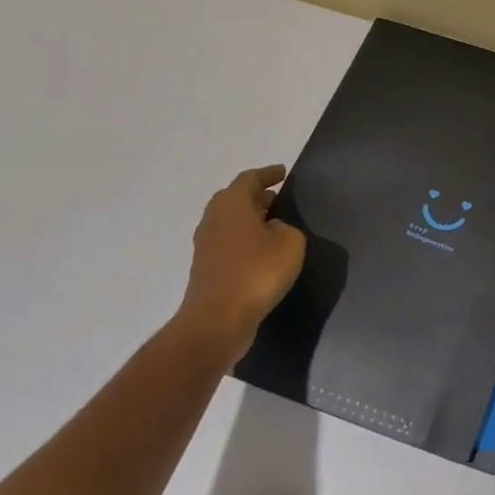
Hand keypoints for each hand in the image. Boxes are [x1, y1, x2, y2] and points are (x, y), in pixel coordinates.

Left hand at [173, 165, 305, 364]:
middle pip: (234, 198)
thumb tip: (272, 230)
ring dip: (249, 219)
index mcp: (231, 204)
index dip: (268, 174)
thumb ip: (286, 228)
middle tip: (276, 198)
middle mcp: (213, 219)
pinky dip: (243, 241)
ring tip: (272, 225)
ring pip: (229, 222)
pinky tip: (261, 253)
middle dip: (256, 196)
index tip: (283, 173)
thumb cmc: (256, 272)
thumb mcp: (289, 243)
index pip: (250, 179)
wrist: (217, 321)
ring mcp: (205, 246)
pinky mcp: (206, 269)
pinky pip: (227, 243)